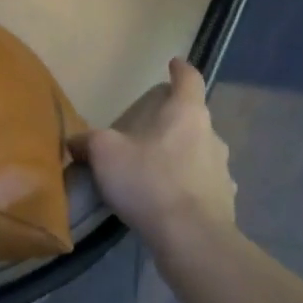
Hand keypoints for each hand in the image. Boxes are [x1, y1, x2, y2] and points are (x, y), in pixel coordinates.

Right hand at [69, 58, 236, 247]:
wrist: (191, 239)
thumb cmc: (148, 182)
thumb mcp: (105, 154)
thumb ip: (88, 141)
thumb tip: (76, 141)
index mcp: (187, 114)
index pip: (189, 80)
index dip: (180, 69)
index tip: (173, 63)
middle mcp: (212, 137)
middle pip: (194, 119)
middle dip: (173, 121)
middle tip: (147, 130)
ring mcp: (223, 172)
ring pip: (200, 153)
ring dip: (181, 156)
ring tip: (155, 170)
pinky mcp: (226, 203)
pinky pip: (203, 186)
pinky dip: (188, 187)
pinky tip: (169, 201)